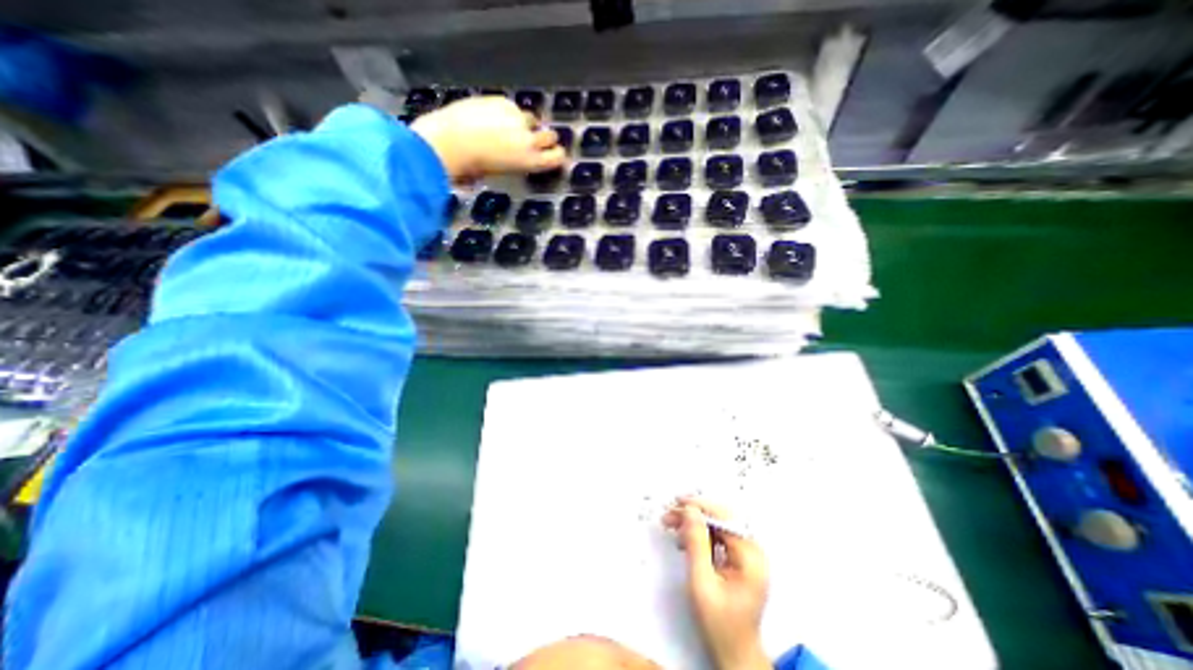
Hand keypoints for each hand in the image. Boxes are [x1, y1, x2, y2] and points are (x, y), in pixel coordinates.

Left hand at [412, 94, 565, 181]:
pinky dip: (506, 111)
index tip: (553, 154)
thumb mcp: (502, 173)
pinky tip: (492, 116)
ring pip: (531, 118)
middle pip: (551, 135)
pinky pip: (511, 106)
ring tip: (509, 127)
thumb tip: (513, 160)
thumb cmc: (473, 168)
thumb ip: (516, 164)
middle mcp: (531, 139)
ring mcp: (517, 118)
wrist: (451, 142)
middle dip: (545, 138)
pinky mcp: (503, 101)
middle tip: (533, 140)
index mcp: (532, 161)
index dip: (556, 155)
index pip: (557, 156)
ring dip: (525, 123)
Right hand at [661, 498, 774, 669]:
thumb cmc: (719, 624)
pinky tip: (685, 540)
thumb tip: (690, 510)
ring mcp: (748, 555)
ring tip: (672, 524)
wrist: (735, 655)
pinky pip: (719, 537)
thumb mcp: (702, 583)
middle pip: (722, 519)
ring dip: (694, 523)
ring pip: (718, 526)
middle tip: (670, 513)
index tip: (677, 503)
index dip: (700, 507)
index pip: (725, 518)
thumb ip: (696, 544)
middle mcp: (753, 551)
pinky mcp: (740, 560)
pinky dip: (700, 535)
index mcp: (750, 557)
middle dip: (694, 514)